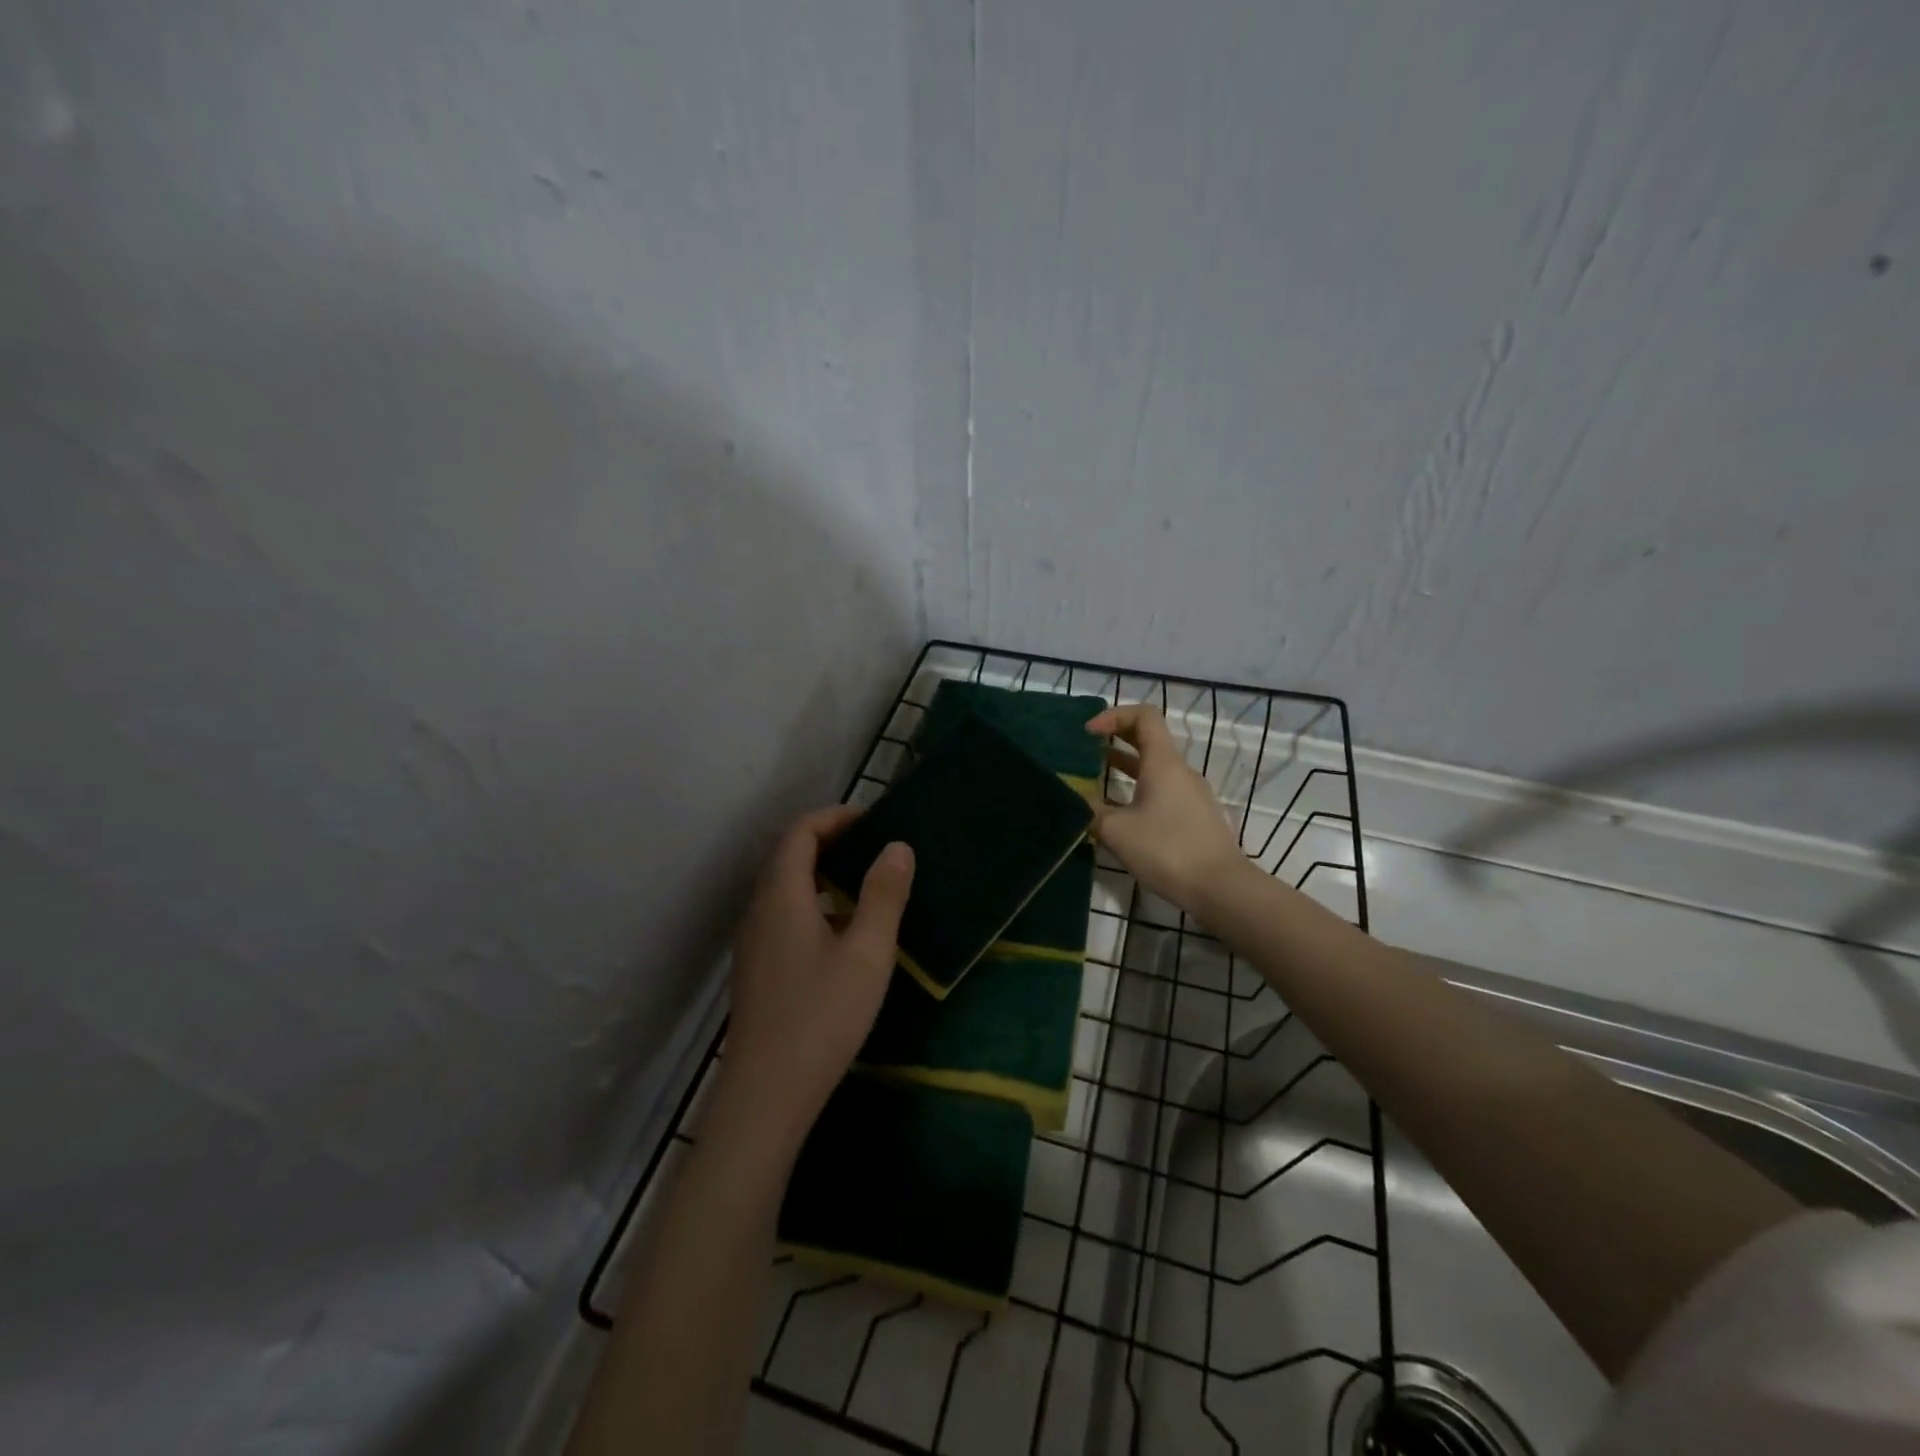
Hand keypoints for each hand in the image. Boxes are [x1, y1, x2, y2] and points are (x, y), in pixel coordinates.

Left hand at [711, 806, 914, 1161]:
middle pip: (788, 857)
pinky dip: (812, 903)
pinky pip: (782, 916)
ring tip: (863, 885)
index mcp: (782, 896)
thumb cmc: (822, 1016)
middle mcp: (759, 911)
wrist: (766, 1095)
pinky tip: (840, 934)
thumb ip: (883, 894)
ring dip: (820, 874)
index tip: (873, 821)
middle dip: (829, 842)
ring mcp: (752, 943)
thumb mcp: (867, 952)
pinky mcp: (756, 971)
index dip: (835, 817)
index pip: (800, 833)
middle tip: (873, 849)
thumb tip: (896, 847)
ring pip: (783, 889)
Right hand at [1085, 704, 1248, 910]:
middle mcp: (1180, 771)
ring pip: (1155, 768)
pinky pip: (1163, 791)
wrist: (1221, 888)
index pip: (1144, 716)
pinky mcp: (1195, 817)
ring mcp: (1191, 795)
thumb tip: (1072, 801)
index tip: (1088, 733)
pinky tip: (1120, 813)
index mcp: (1163, 763)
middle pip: (1148, 739)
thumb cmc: (1167, 850)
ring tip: (1096, 779)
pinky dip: (1138, 790)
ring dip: (1126, 767)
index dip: (1113, 715)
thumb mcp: (1117, 831)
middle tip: (1086, 749)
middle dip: (1116, 738)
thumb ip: (1090, 812)